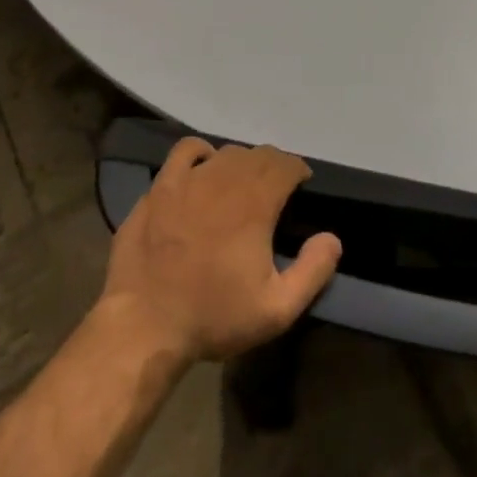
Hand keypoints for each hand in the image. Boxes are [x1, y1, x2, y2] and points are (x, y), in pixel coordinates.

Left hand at [101, 138, 342, 364]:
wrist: (144, 325)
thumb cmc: (213, 317)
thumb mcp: (276, 310)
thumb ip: (312, 271)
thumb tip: (332, 238)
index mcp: (254, 203)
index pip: (284, 165)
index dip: (297, 170)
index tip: (302, 185)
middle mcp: (223, 180)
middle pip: (257, 155)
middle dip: (273, 166)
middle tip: (277, 188)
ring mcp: (187, 180)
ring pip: (225, 152)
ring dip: (241, 162)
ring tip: (244, 182)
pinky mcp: (159, 187)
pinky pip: (186, 151)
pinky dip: (202, 153)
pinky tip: (204, 169)